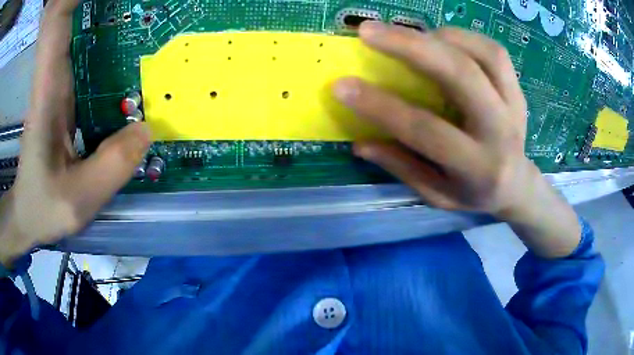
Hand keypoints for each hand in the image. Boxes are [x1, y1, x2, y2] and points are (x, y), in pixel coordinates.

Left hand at [0, 0, 151, 265]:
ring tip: (146, 34)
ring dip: (111, 29)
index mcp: (48, 93)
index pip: (56, 24)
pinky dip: (109, 55)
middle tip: (142, 13)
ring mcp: (61, 87)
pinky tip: (131, 65)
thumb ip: (112, 166)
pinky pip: (89, 63)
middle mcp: (54, 79)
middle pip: (71, 20)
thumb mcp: (77, 200)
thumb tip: (148, 128)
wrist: (27, 214)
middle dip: (99, 7)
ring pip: (82, 38)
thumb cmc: (43, 207)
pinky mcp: (67, 98)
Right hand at [335, 22, 580, 256]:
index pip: (426, 130)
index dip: (381, 106)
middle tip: (368, 31)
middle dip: (411, 46)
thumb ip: (403, 168)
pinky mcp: (518, 89)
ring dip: (440, 36)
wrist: (518, 185)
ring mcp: (514, 105)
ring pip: (485, 54)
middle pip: (462, 76)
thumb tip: (360, 143)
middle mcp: (500, 131)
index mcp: (476, 167)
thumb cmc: (475, 194)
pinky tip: (439, 39)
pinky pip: (494, 51)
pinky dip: (463, 36)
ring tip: (408, 34)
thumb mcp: (438, 195)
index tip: (342, 85)